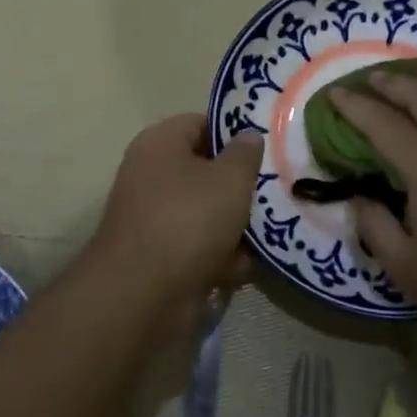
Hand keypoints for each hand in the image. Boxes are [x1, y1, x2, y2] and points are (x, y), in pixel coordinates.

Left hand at [87, 114, 262, 302]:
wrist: (141, 293)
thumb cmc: (188, 219)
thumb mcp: (230, 179)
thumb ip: (245, 153)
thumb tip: (248, 134)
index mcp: (160, 143)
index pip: (202, 123)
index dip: (235, 133)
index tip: (268, 148)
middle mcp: (151, 174)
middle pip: (205, 171)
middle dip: (240, 186)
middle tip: (275, 192)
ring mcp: (153, 216)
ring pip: (205, 212)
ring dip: (234, 225)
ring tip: (267, 233)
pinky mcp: (159, 255)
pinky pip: (197, 245)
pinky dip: (219, 256)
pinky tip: (242, 267)